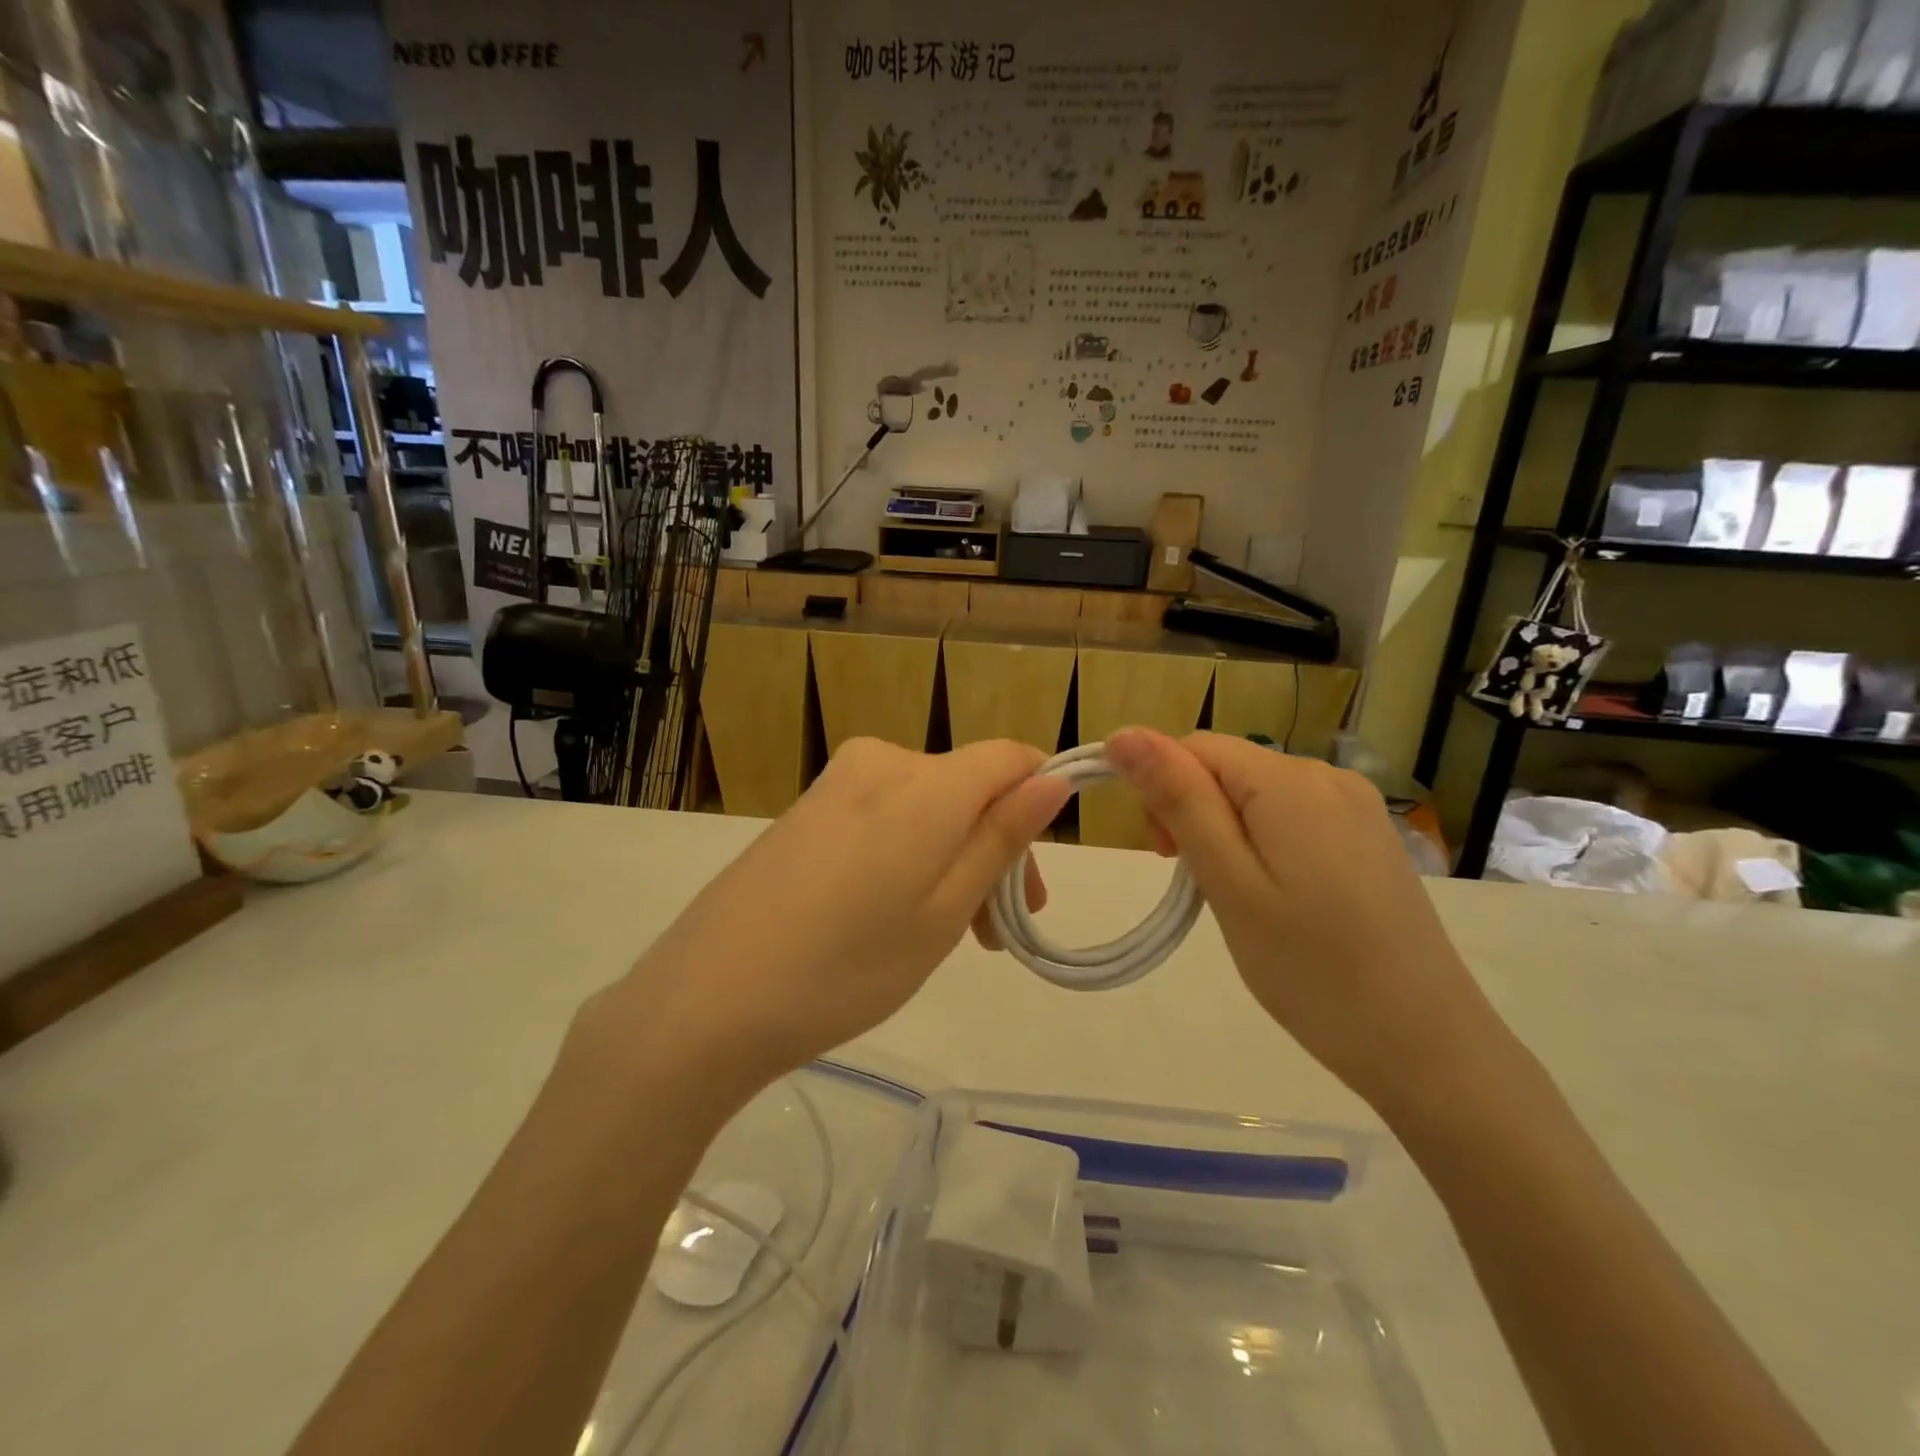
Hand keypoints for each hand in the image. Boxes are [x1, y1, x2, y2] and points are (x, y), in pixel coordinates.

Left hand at [600, 738, 1069, 1096]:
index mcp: (925, 781)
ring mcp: (834, 783)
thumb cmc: (847, 966)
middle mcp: (880, 761)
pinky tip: (886, 915)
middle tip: (992, 935)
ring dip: (950, 858)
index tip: (1030, 883)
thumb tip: (1053, 780)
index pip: (1010, 758)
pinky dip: (906, 855)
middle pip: (967, 787)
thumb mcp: (944, 910)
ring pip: (925, 806)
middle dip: (993, 850)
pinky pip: (881, 816)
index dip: (1037, 805)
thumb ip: (1001, 836)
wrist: (706, 1000)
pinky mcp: (804, 810)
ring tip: (942, 935)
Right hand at [1105, 728, 1510, 1112]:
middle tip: (1200, 886)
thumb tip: (1124, 734)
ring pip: (1256, 794)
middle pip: (1227, 767)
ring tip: (1239, 901)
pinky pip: (1292, 817)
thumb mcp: (1228, 882)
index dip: (1162, 790)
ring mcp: (1357, 807)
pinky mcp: (1369, 838)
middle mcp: (1328, 776)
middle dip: (1193, 813)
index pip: (1195, 747)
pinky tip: (1279, 899)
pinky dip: (1264, 845)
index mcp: (1289, 780)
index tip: (1165, 857)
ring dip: (1226, 833)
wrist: (1427, 1046)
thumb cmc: (1311, 969)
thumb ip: (1178, 800)